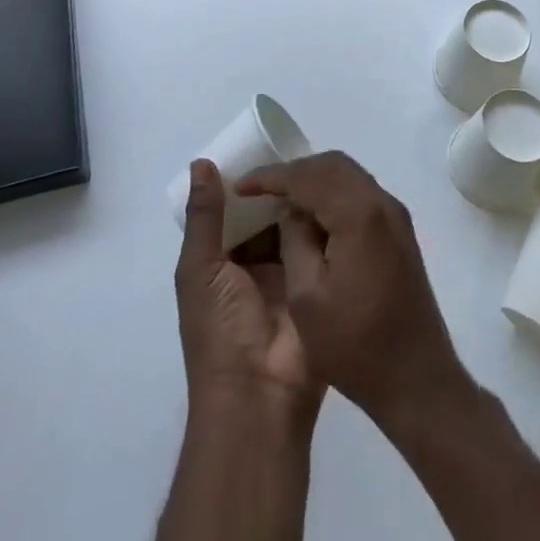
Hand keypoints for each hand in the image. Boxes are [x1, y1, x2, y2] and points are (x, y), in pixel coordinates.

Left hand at [175, 160, 323, 427]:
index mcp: (222, 263)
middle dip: (279, 189)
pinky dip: (325, 223)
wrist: (260, 396)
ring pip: (295, 228)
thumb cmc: (219, 331)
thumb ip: (204, 217)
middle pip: (268, 217)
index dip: (246, 182)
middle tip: (300, 147)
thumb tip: (201, 162)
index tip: (265, 144)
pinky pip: (320, 246)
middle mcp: (255, 266)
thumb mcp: (200, 270)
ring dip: (304, 202)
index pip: (235, 213)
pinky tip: (339, 191)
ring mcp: (289, 276)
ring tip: (323, 161)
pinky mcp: (319, 284)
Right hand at [237, 152, 471, 428]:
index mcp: (359, 214)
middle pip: (332, 165)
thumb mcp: (307, 298)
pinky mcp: (399, 232)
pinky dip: (332, 194)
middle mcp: (382, 203)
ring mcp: (395, 216)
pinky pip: (360, 194)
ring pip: (348, 176)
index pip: (308, 176)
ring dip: (314, 181)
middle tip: (261, 189)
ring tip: (281, 201)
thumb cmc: (356, 346)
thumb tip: (290, 211)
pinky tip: (312, 218)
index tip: (242, 185)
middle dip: (294, 171)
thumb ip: (294, 241)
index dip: (271, 176)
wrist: (418, 381)